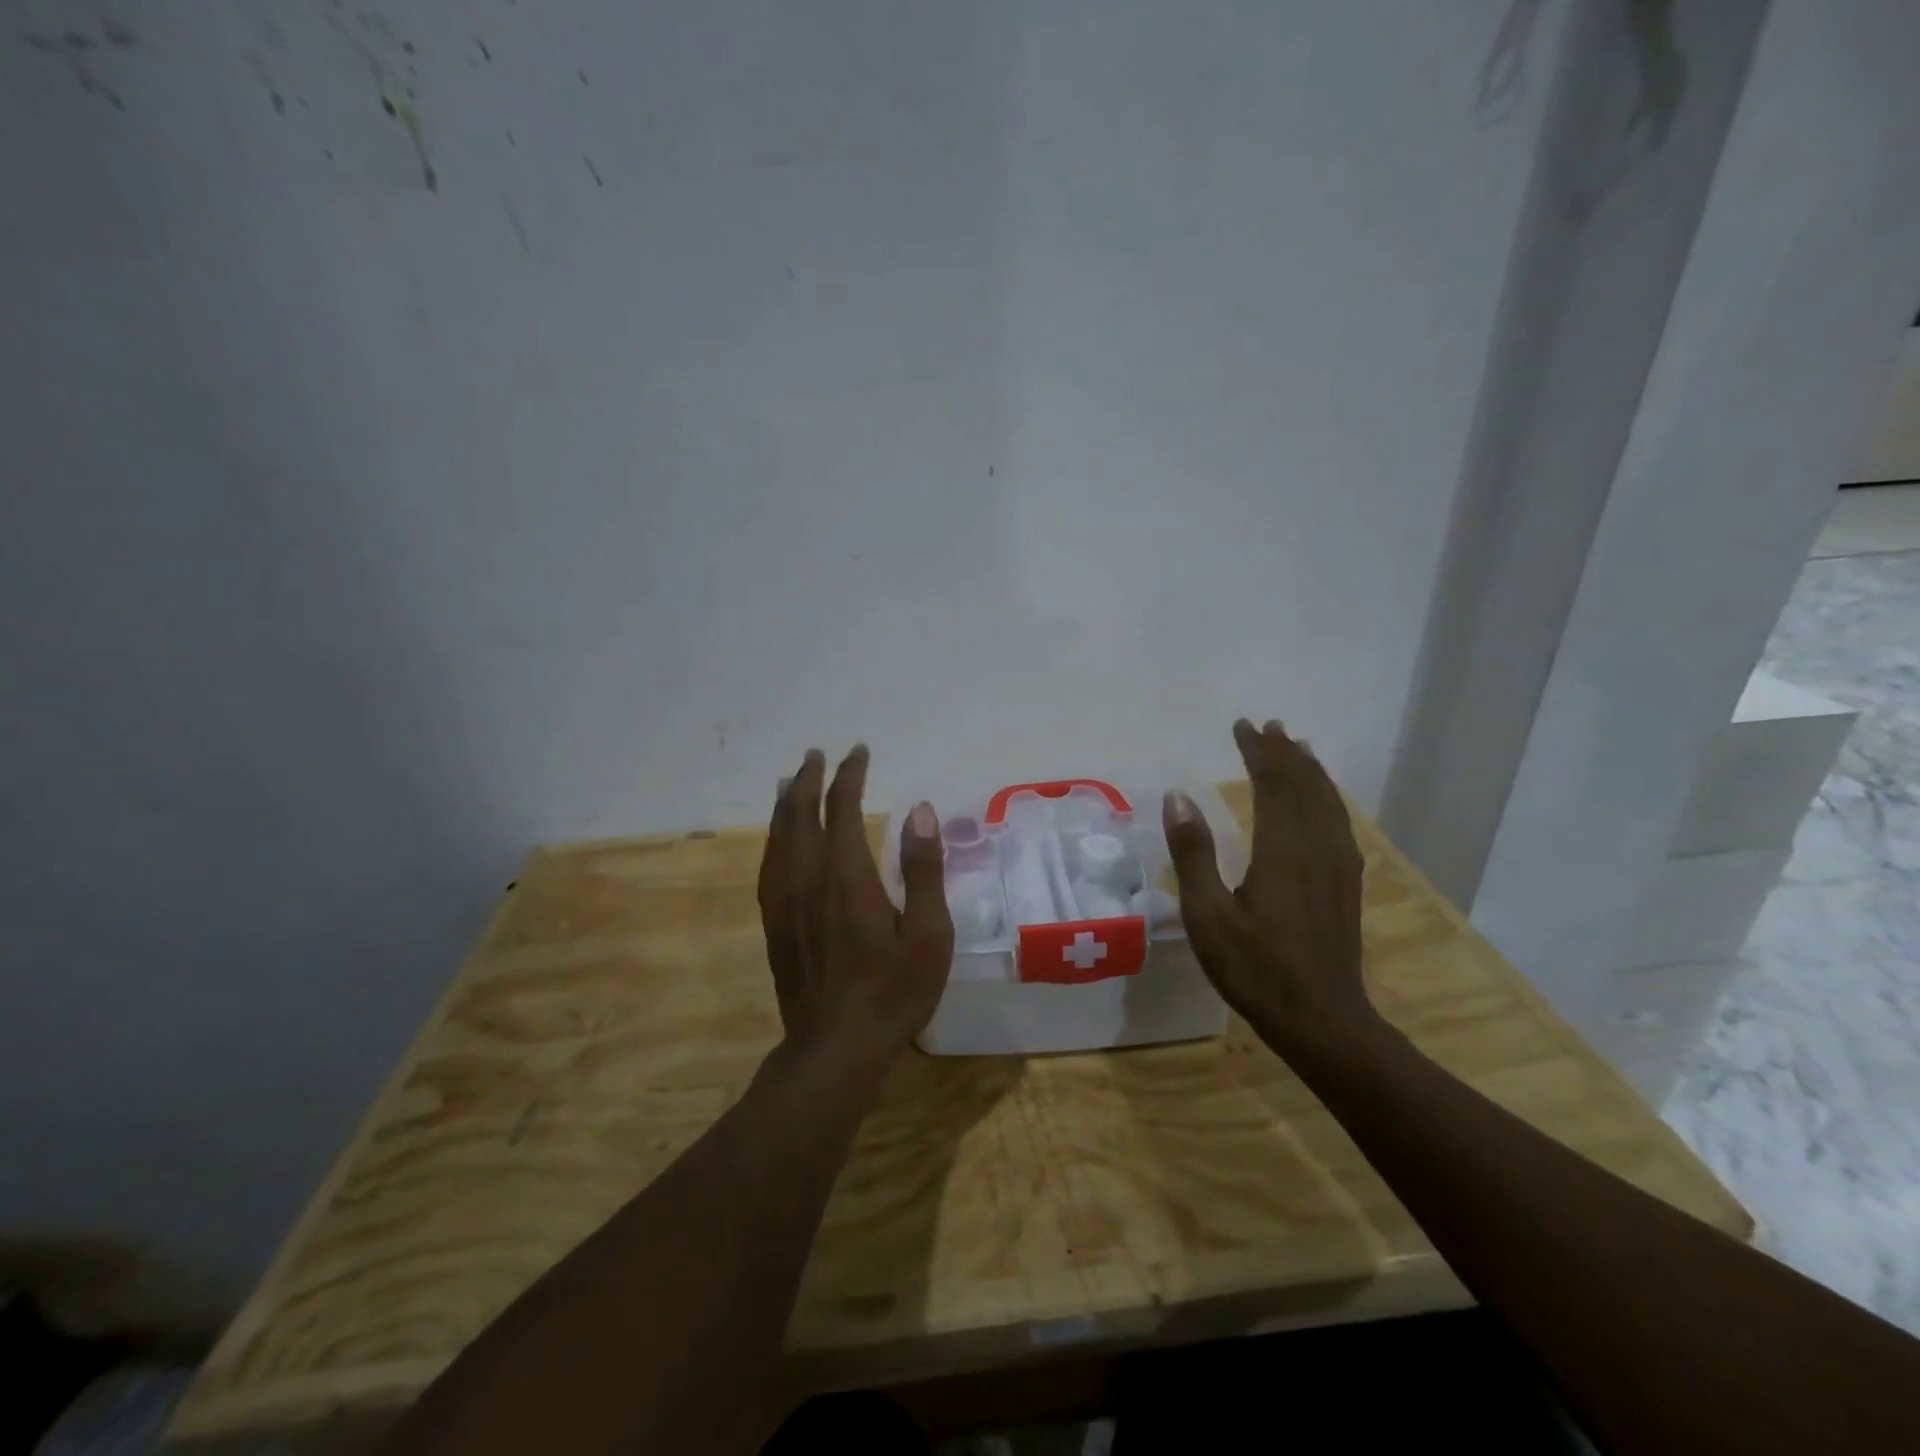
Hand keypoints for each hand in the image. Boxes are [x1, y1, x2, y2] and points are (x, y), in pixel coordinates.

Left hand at [756, 745, 953, 1079]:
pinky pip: (769, 866)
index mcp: (848, 876)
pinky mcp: (774, 925)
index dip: (849, 775)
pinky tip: (779, 841)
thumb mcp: (928, 934)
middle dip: (809, 780)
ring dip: (787, 805)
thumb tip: (921, 811)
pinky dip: (774, 839)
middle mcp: (808, 879)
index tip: (858, 752)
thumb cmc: (892, 993)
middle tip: (817, 756)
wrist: (835, 1050)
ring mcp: (785, 903)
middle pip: (801, 815)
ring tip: (791, 783)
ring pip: (778, 838)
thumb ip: (922, 870)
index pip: (842, 808)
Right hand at [1161, 719, 1374, 1051]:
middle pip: (1304, 785)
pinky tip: (1323, 801)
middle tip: (1268, 726)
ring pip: (1327, 802)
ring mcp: (1338, 866)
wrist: (1323, 1020)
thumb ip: (1193, 853)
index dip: (1258, 751)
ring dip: (1310, 770)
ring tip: (1297, 747)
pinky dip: (1328, 798)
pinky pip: (1339, 822)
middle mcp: (1316, 847)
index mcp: (1282, 850)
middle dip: (1285, 752)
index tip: (1242, 726)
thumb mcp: (1207, 915)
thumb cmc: (1255, 969)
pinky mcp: (1347, 884)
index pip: (1273, 783)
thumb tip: (1176, 798)